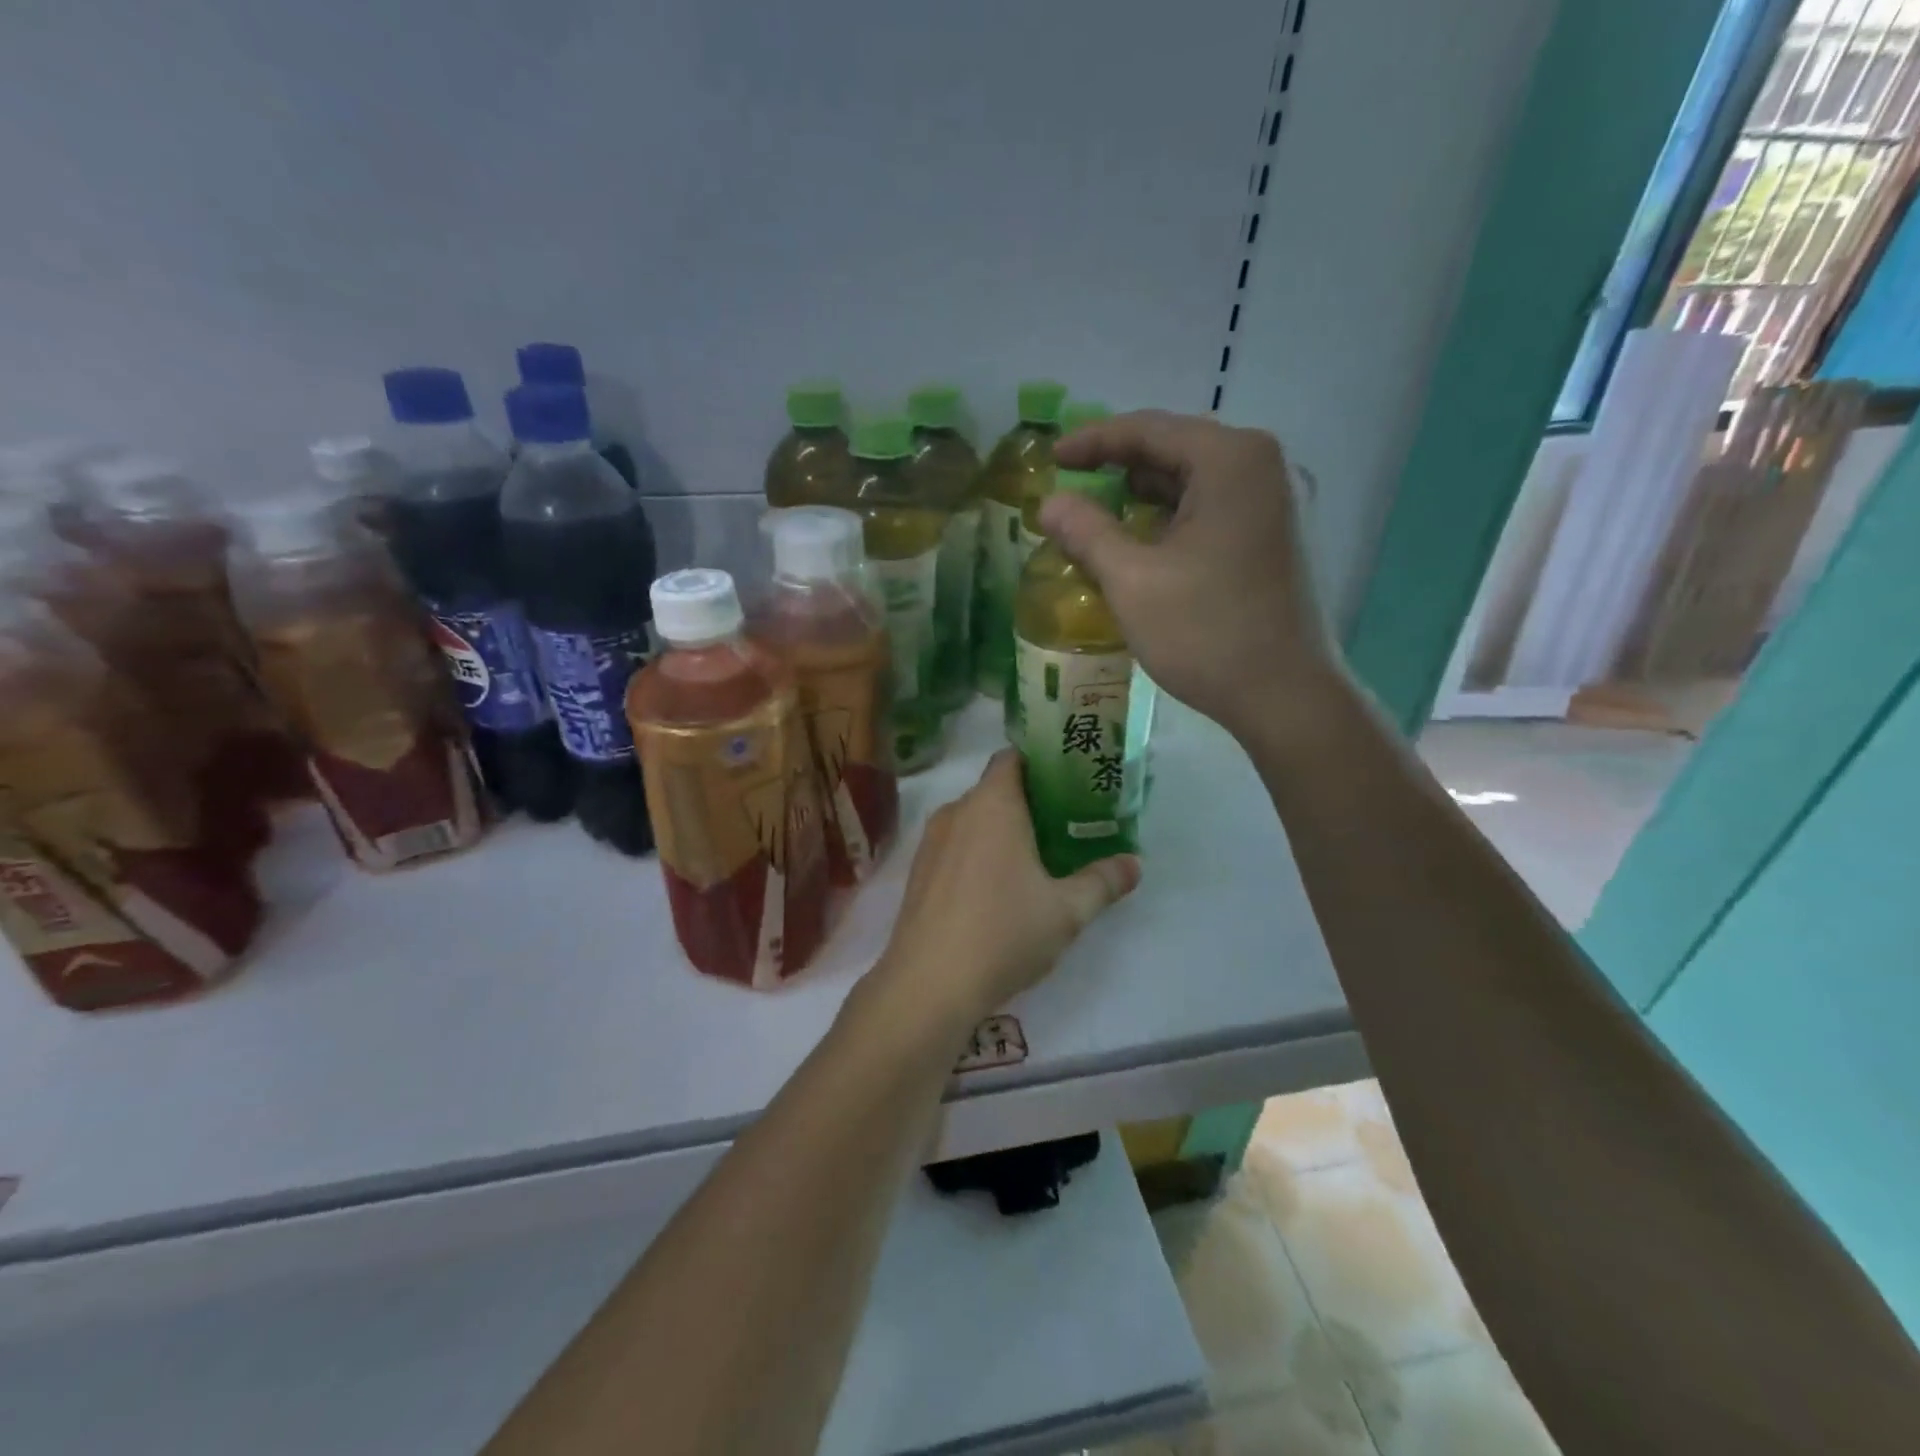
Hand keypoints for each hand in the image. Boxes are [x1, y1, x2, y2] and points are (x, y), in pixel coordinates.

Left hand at [868, 750, 1138, 1030]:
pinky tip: (998, 888)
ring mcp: (931, 842)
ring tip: (1037, 857)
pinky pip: (955, 845)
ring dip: (1002, 830)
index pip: (1013, 757)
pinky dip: (978, 852)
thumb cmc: (1003, 933)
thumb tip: (1134, 863)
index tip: (1071, 781)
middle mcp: (957, 811)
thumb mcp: (1066, 911)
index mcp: (992, 804)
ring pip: (973, 819)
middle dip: (1030, 801)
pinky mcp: (918, 872)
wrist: (928, 984)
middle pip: (995, 788)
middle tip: (1067, 824)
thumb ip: (1102, 882)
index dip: (1042, 763)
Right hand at [1046, 410, 1342, 743]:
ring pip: (1194, 481)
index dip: (1092, 441)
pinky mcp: (1277, 536)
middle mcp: (1263, 466)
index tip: (1051, 459)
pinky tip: (1142, 542)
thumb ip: (1086, 532)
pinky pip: (1213, 508)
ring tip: (1097, 514)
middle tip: (1070, 486)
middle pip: (1175, 448)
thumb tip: (1048, 504)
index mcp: (1231, 460)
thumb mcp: (1132, 580)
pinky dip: (1172, 517)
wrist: (1285, 696)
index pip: (1148, 429)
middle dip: (1118, 466)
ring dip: (1144, 495)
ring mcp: (1277, 502)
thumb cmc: (1206, 632)